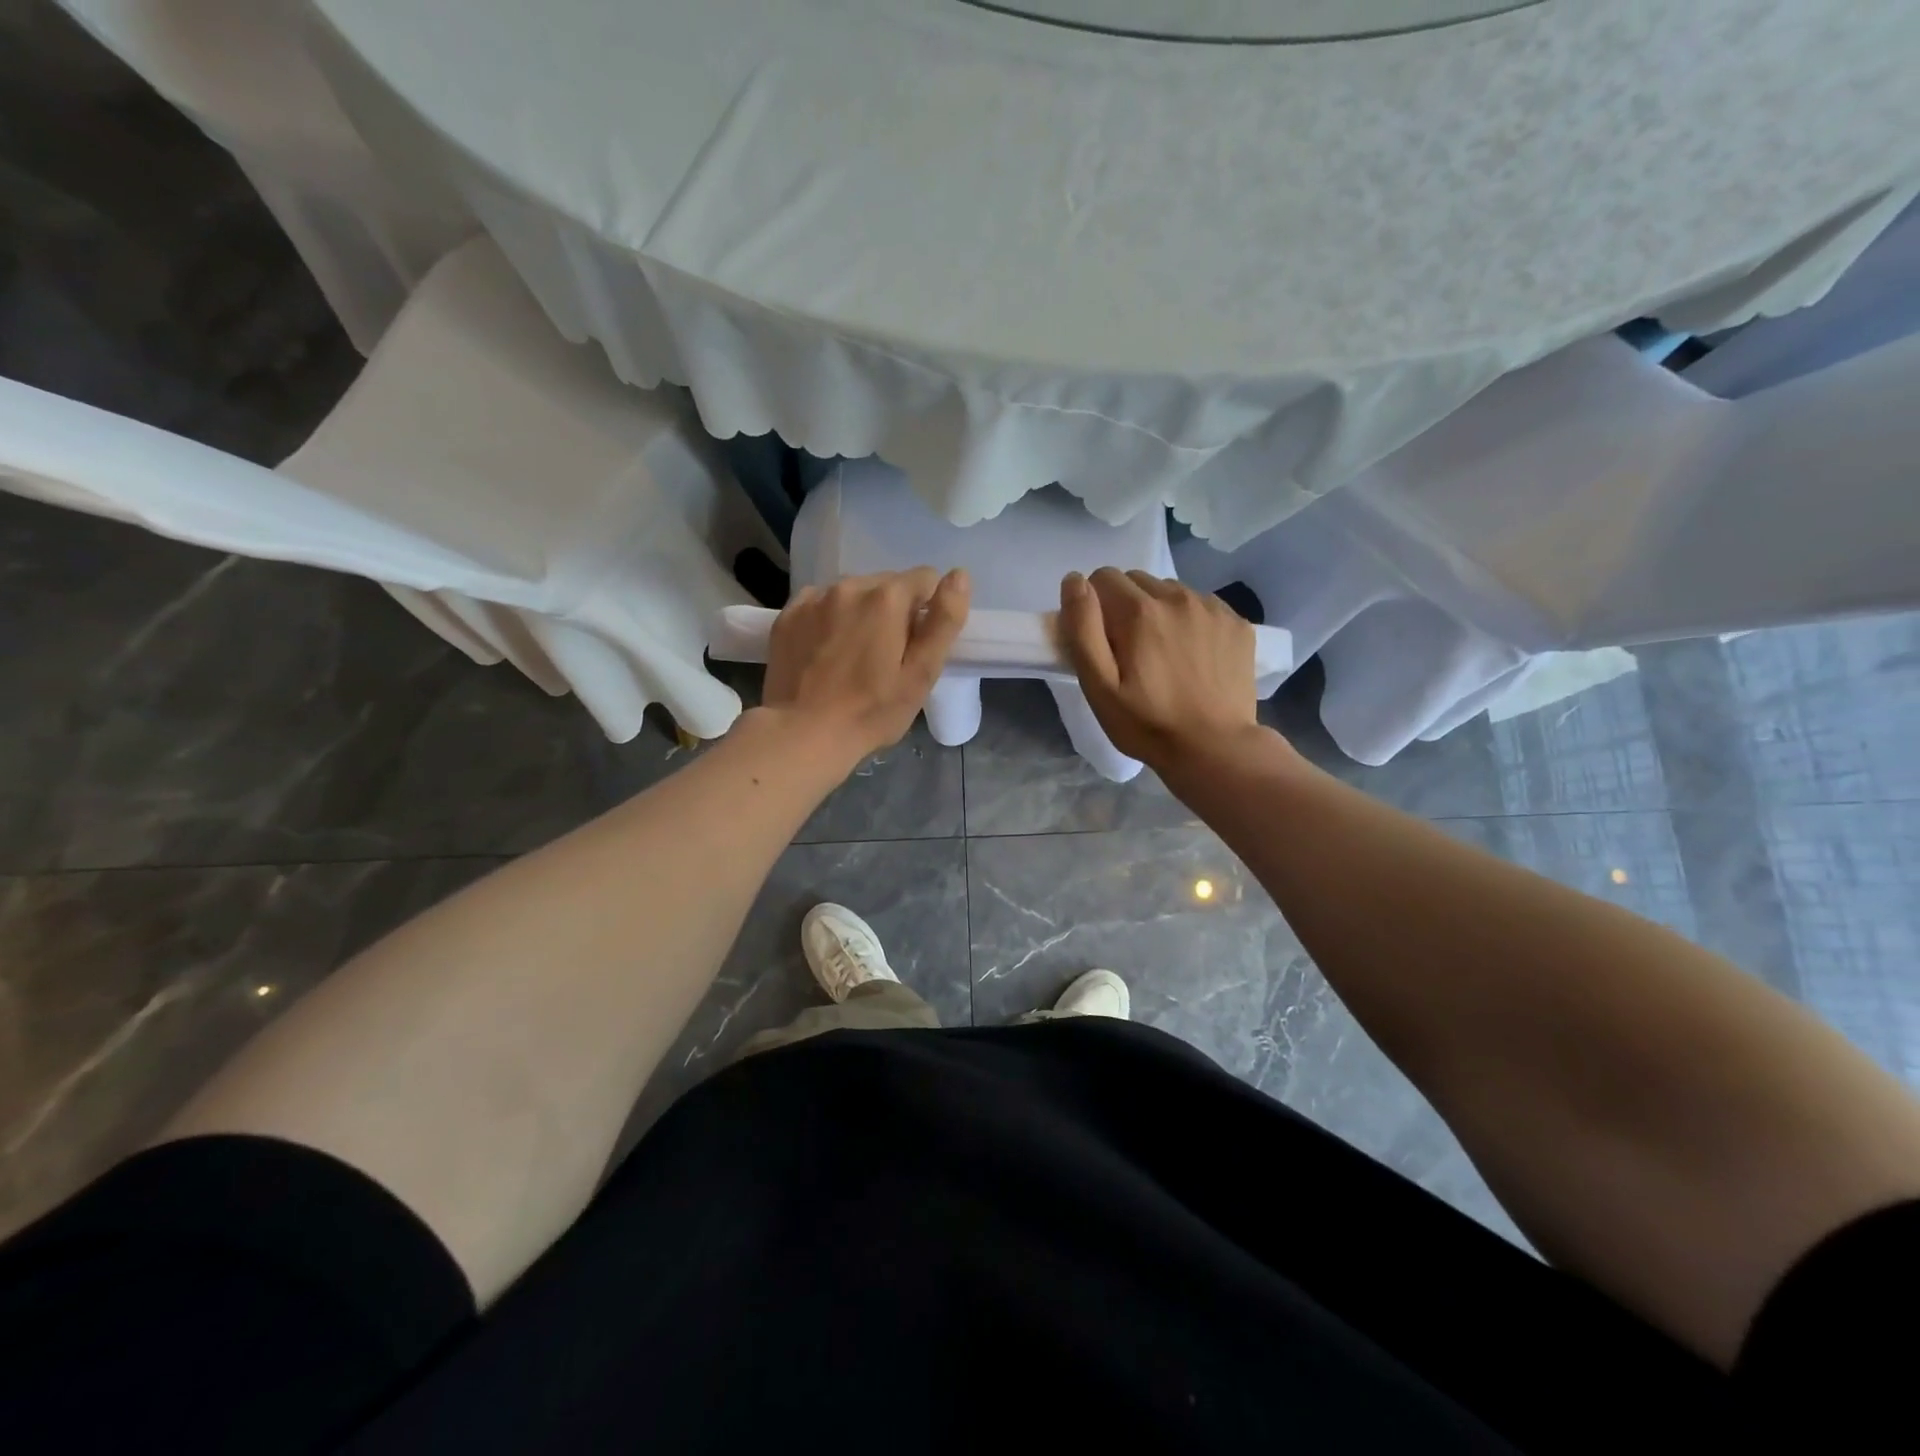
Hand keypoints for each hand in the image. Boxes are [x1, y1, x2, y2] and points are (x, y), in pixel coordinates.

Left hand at [762, 567, 969, 764]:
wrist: (803, 734)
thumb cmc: (872, 710)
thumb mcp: (921, 673)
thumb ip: (944, 621)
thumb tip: (960, 575)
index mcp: (887, 598)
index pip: (925, 579)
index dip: (928, 610)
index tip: (917, 645)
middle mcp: (850, 585)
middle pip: (887, 585)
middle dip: (894, 611)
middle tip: (887, 657)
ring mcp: (814, 598)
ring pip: (853, 593)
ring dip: (861, 613)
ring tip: (854, 656)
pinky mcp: (788, 614)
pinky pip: (820, 603)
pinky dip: (829, 619)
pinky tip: (825, 652)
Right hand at [1057, 568, 1262, 771]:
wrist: (1214, 748)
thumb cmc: (1147, 723)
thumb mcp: (1099, 686)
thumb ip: (1083, 628)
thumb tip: (1074, 581)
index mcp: (1139, 611)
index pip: (1103, 578)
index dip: (1095, 607)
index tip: (1102, 642)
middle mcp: (1177, 597)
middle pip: (1137, 581)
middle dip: (1125, 607)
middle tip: (1130, 651)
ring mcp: (1212, 608)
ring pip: (1170, 591)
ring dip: (1159, 611)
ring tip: (1163, 654)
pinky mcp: (1237, 623)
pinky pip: (1202, 605)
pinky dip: (1190, 621)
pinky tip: (1193, 656)